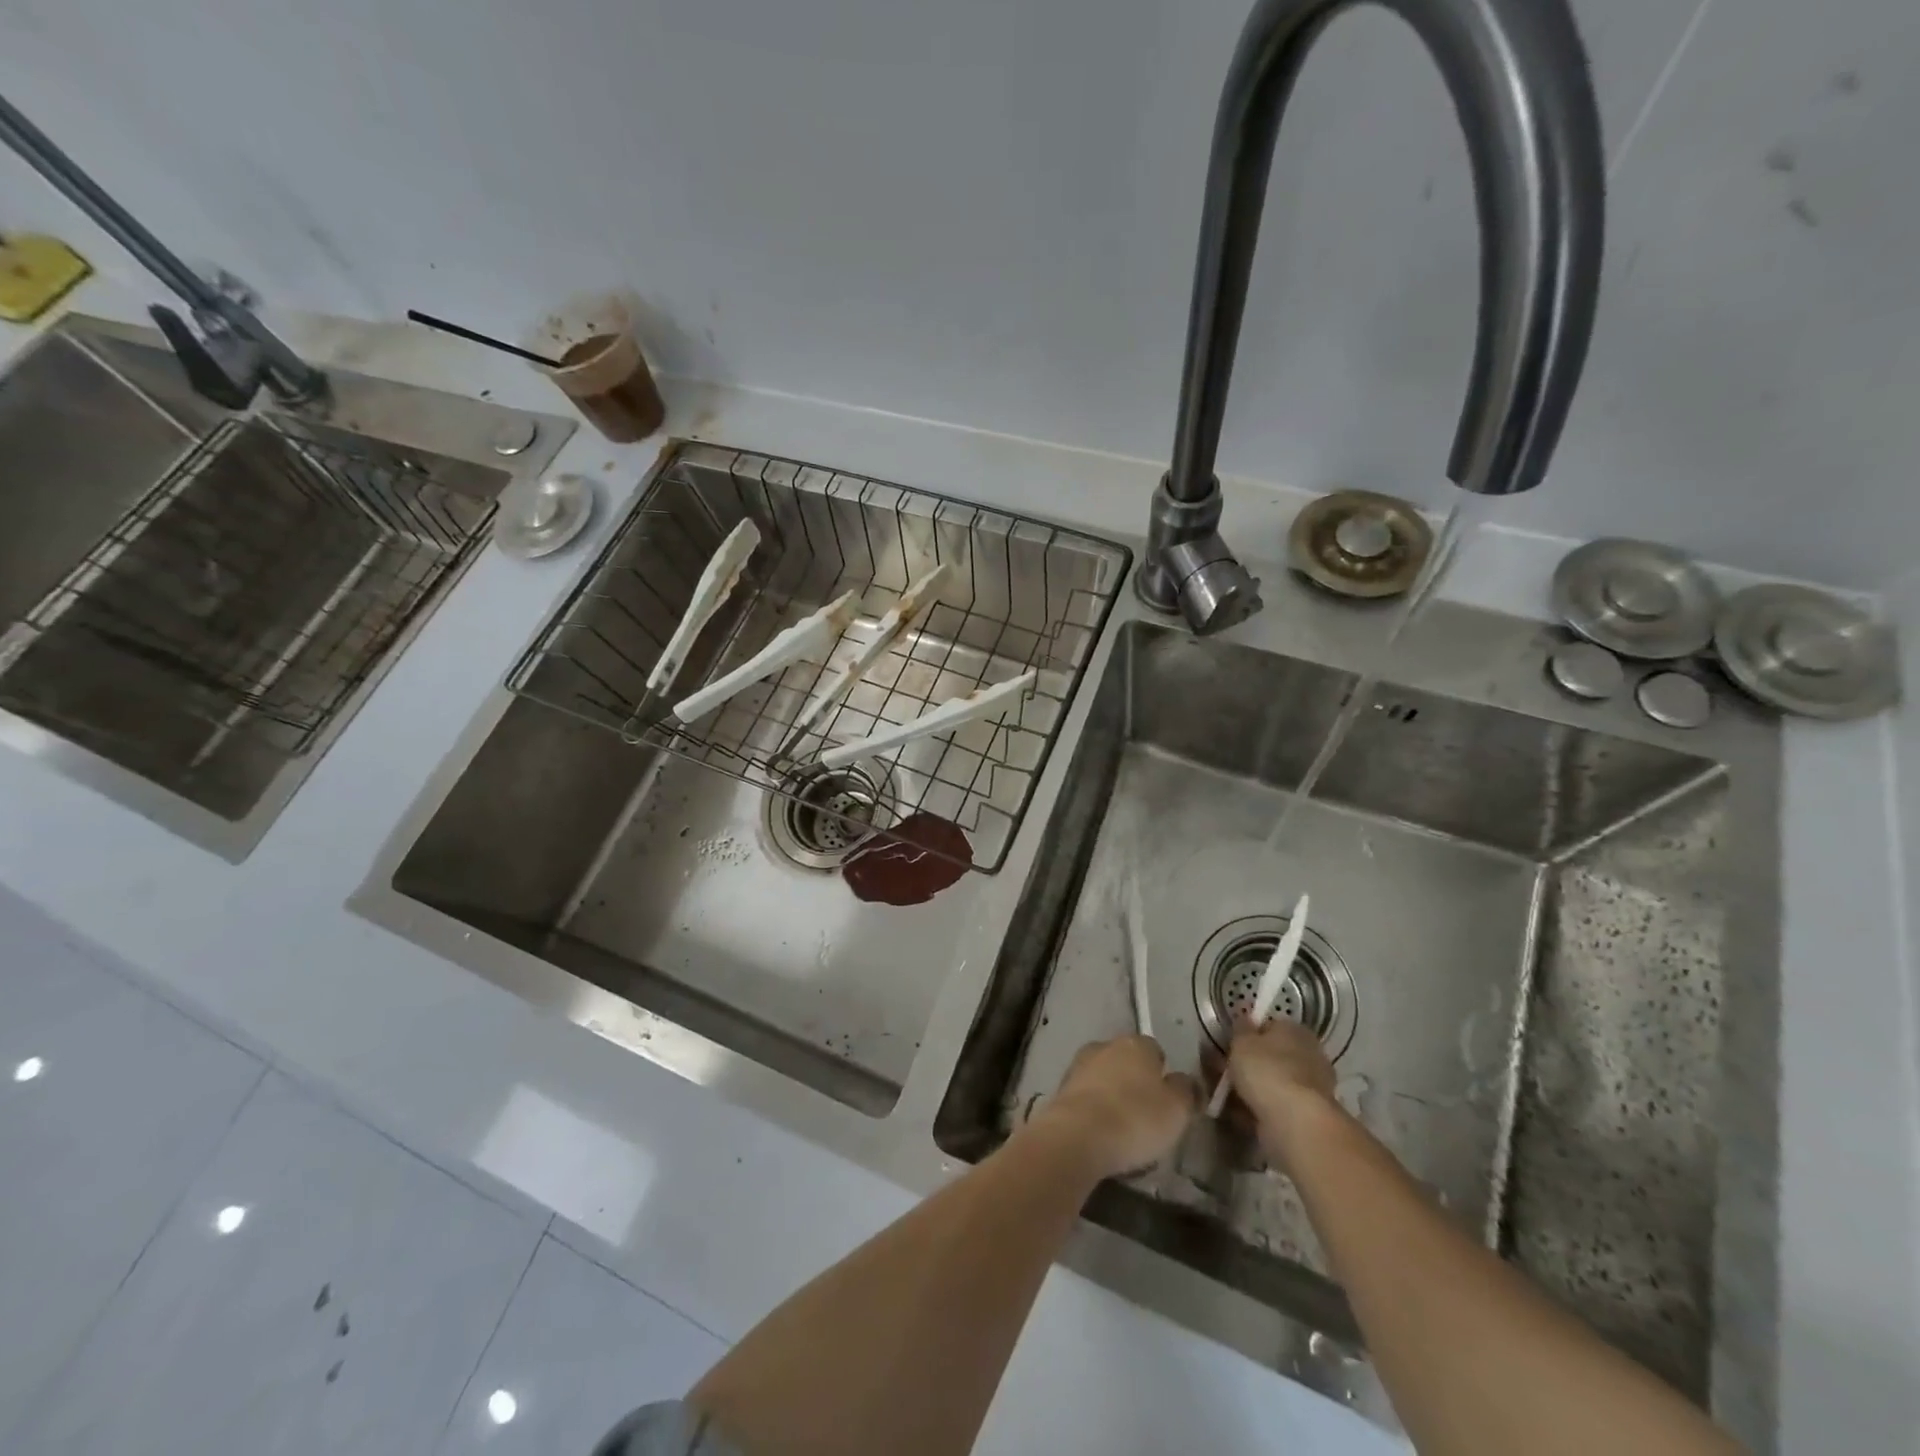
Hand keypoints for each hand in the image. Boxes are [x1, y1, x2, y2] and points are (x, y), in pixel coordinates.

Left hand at [1032, 1035, 1198, 1179]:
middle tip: (1147, 1115)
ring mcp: (1078, 1065)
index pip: (1155, 1051)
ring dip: (1112, 1095)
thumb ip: (1187, 1092)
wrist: (1077, 1136)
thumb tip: (1188, 1082)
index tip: (1168, 1101)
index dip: (1163, 1074)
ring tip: (1123, 1129)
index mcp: (1136, 1044)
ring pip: (1104, 1077)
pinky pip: (1086, 1097)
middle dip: (1135, 1082)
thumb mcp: (1177, 1109)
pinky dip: (1094, 1110)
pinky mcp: (1060, 1089)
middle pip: (1126, 1061)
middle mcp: (1105, 1045)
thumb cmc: (1135, 1118)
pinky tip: (1101, 1134)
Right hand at [1222, 1016, 1340, 1166]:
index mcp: (1296, 1030)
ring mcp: (1311, 1088)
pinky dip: (1259, 1108)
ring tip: (1225, 1095)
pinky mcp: (1307, 1115)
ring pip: (1273, 1082)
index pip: (1270, 1025)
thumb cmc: (1267, 1070)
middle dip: (1250, 1063)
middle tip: (1223, 1071)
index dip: (1248, 1034)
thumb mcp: (1242, 1041)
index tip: (1230, 1044)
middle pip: (1273, 1055)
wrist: (1296, 1123)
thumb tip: (1244, 1017)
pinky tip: (1239, 1114)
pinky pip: (1276, 1105)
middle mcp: (1309, 1055)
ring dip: (1252, 1087)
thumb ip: (1240, 1028)